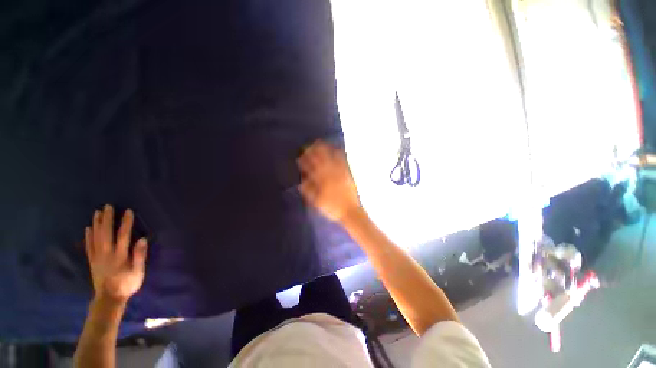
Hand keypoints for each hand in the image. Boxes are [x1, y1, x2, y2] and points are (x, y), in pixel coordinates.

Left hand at [85, 204, 146, 303]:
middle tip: (107, 206)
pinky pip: (89, 246)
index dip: (126, 223)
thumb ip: (139, 255)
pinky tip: (88, 228)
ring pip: (95, 237)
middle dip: (107, 219)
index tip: (128, 211)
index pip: (123, 236)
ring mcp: (97, 257)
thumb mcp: (138, 272)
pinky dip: (88, 236)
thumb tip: (141, 239)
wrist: (109, 299)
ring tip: (97, 212)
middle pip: (106, 233)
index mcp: (120, 256)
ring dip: (96, 224)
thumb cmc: (127, 284)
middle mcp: (107, 253)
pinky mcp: (92, 261)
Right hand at [298, 141, 360, 222]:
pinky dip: (339, 155)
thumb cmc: (332, 208)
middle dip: (314, 152)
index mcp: (321, 182)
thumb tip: (301, 181)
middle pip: (320, 161)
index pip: (311, 169)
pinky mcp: (347, 174)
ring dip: (325, 150)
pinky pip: (343, 162)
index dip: (305, 162)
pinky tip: (337, 149)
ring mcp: (340, 174)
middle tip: (309, 144)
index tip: (300, 156)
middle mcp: (330, 175)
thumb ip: (309, 191)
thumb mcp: (317, 202)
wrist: (350, 211)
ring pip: (331, 159)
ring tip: (320, 142)